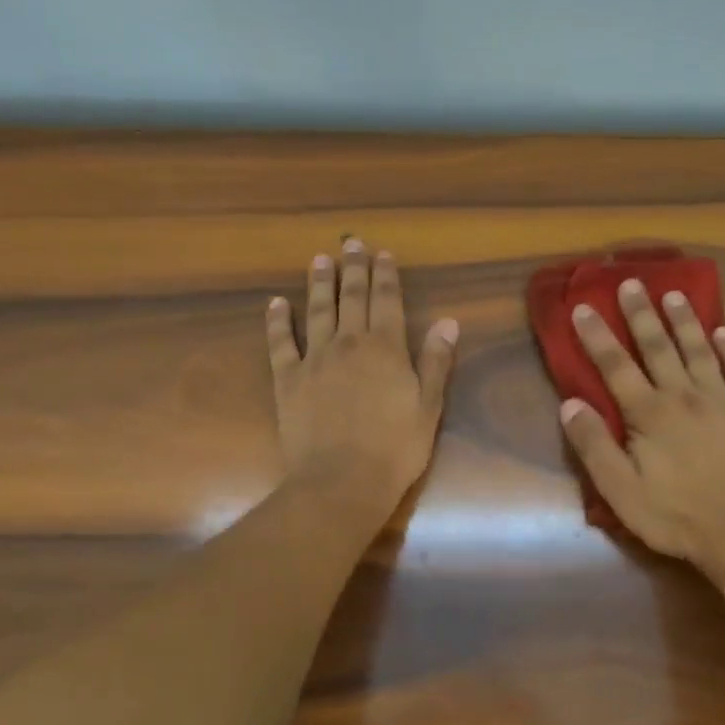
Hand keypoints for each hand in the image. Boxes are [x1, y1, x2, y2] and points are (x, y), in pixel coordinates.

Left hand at [267, 239, 457, 517]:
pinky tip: (276, 303)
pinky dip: (277, 320)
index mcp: (386, 348)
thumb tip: (448, 320)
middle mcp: (349, 343)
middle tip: (351, 243)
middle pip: (351, 296)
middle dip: (353, 268)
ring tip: (320, 260)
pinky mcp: (287, 379)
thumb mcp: (428, 406)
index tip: (383, 253)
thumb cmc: (395, 448)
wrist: (342, 481)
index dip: (386, 275)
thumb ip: (436, 361)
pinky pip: (280, 342)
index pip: (387, 300)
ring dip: (319, 283)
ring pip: (317, 310)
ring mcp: (315, 359)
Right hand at [560, 280, 724, 585]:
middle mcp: (684, 396)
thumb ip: (594, 446)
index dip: (597, 336)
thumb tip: (570, 404)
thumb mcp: (622, 492)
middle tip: (631, 282)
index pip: (615, 366)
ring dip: (684, 321)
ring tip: (674, 294)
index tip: (583, 307)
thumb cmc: (679, 517)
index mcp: (649, 414)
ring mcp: (723, 400)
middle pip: (658, 347)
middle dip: (641, 313)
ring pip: (699, 350)